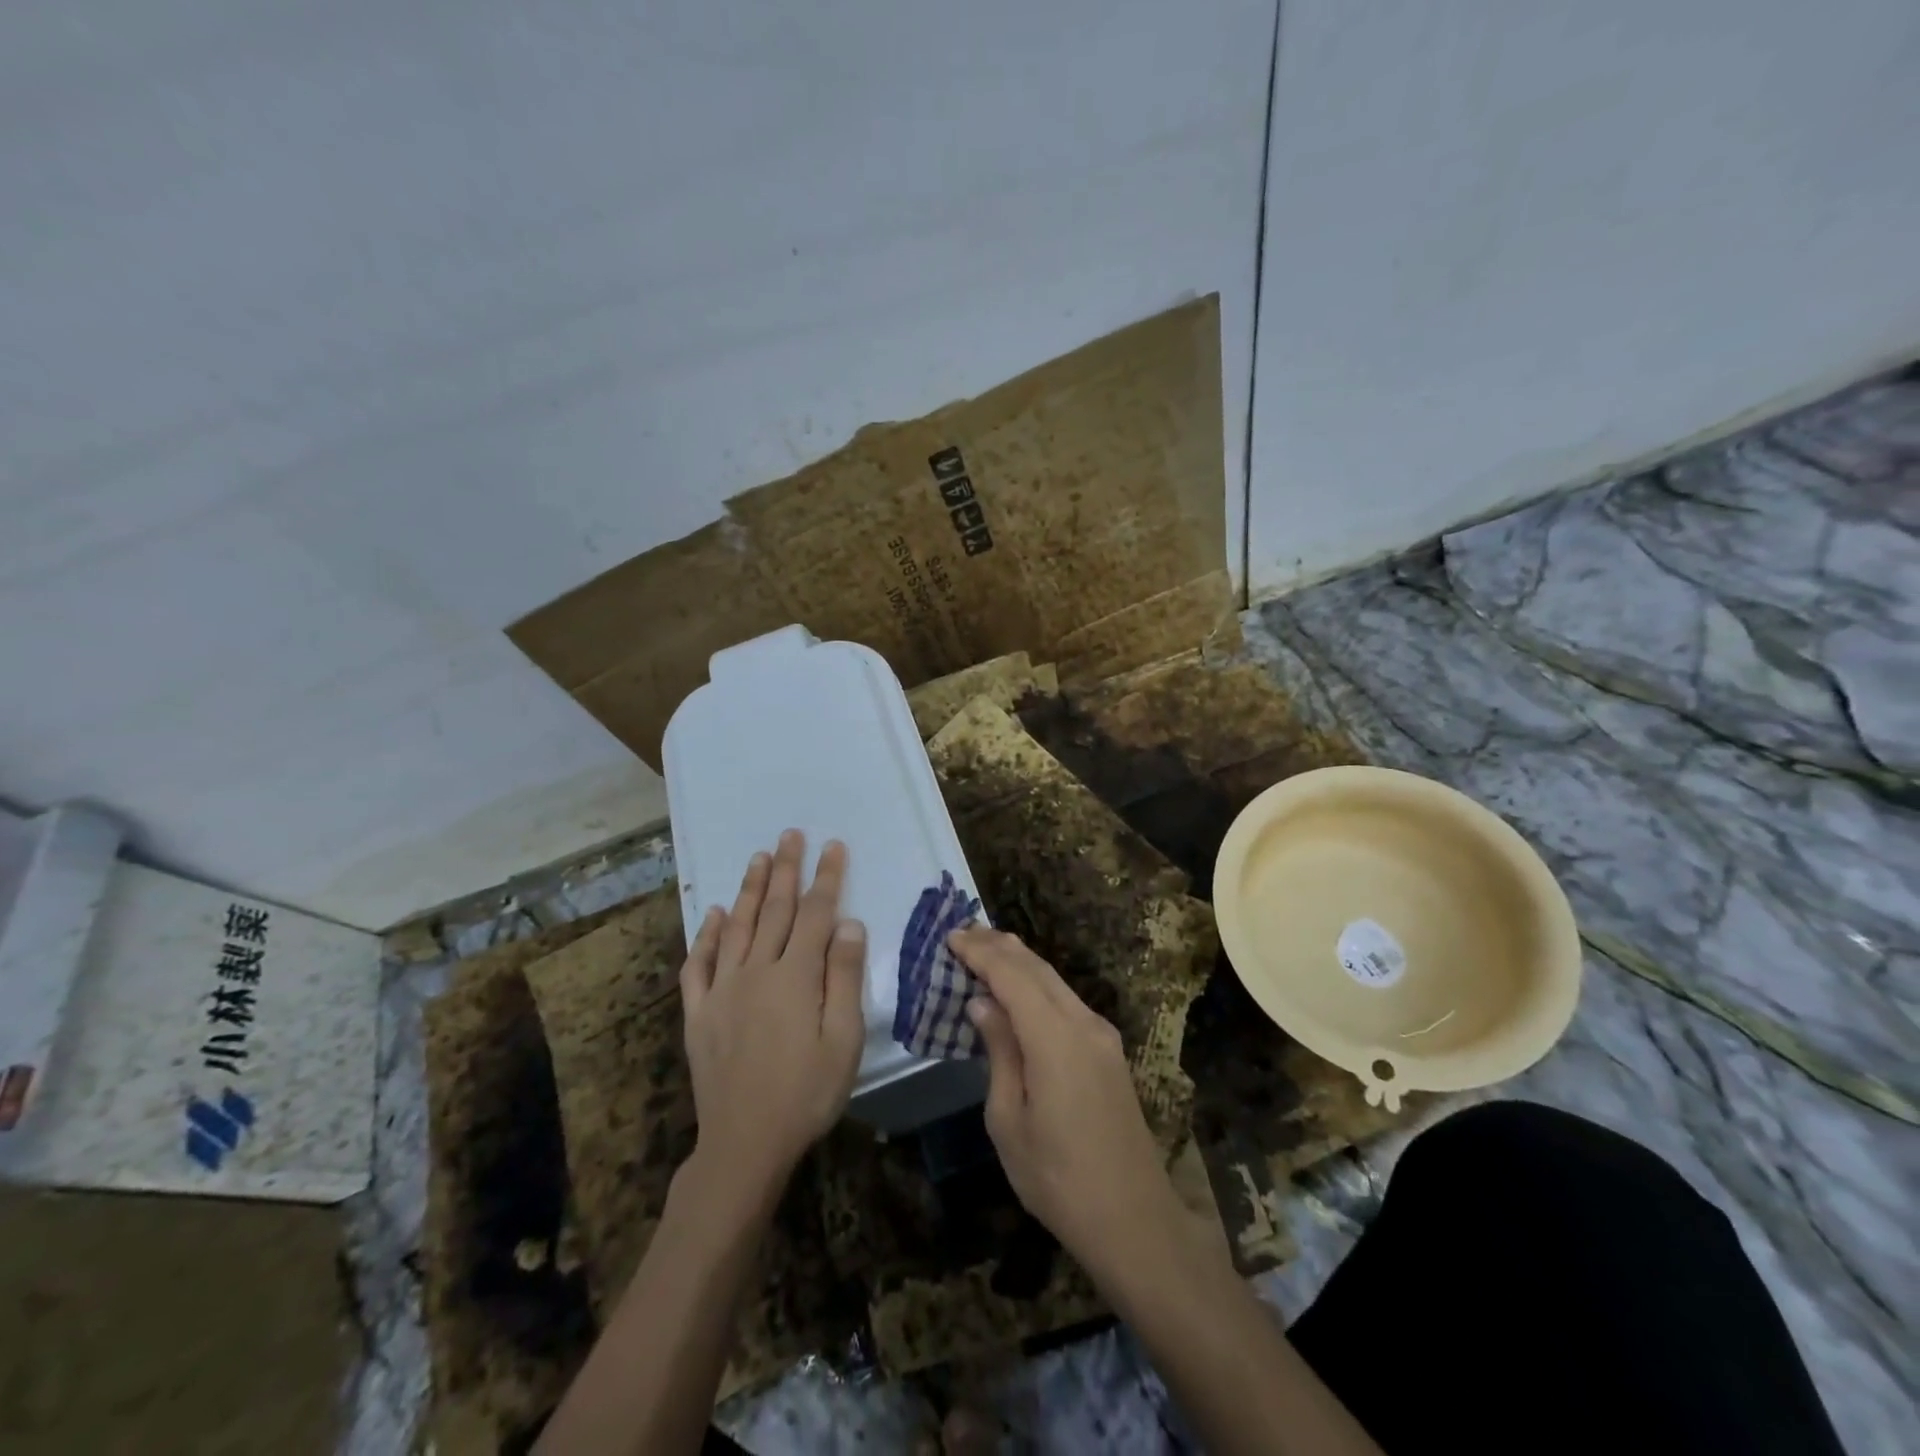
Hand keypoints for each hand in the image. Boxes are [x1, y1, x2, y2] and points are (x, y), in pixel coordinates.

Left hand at [679, 831, 865, 1202]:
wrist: (744, 1144)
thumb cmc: (806, 1093)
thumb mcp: (843, 1040)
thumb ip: (844, 977)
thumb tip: (849, 923)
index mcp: (795, 976)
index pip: (816, 913)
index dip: (826, 877)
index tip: (832, 845)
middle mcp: (757, 970)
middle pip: (774, 910)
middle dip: (785, 869)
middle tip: (789, 835)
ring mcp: (723, 990)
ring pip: (736, 926)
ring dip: (748, 889)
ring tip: (757, 857)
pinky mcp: (700, 1012)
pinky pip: (699, 965)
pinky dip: (705, 936)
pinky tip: (711, 915)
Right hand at [950, 928, 1192, 1280]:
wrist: (1134, 1219)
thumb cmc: (1057, 1178)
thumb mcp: (1009, 1121)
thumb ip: (999, 1052)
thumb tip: (983, 1003)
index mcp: (1055, 1038)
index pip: (1012, 975)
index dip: (980, 952)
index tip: (950, 936)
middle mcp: (1084, 1023)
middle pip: (1038, 968)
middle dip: (999, 946)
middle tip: (964, 933)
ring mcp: (1102, 1035)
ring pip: (1056, 980)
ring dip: (1020, 961)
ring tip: (987, 948)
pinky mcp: (1109, 1051)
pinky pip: (1067, 1000)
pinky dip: (1038, 983)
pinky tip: (1020, 989)